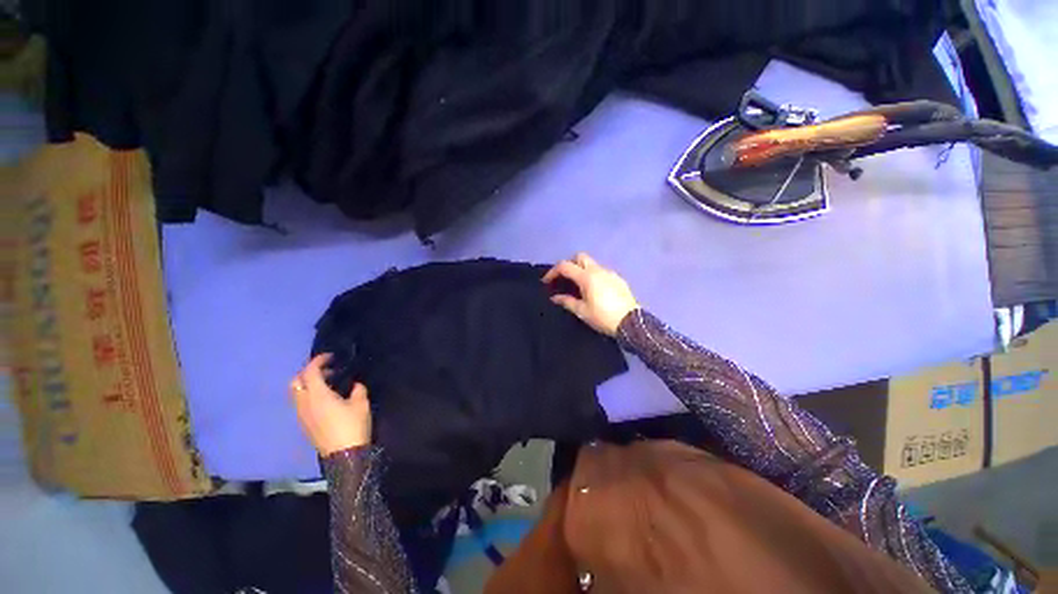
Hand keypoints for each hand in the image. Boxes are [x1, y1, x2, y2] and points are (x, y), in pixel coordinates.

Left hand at [290, 354, 371, 455]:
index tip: (330, 357)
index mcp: (318, 395)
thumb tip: (354, 384)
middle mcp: (304, 403)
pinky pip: (300, 403)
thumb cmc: (353, 426)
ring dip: (307, 384)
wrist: (344, 455)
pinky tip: (325, 399)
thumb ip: (357, 389)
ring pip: (296, 393)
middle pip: (296, 381)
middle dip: (308, 372)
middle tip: (327, 370)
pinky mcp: (304, 424)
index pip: (310, 372)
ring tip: (327, 384)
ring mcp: (302, 415)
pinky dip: (308, 395)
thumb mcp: (361, 404)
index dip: (318, 361)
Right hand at [542, 252, 638, 336]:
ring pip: (592, 263)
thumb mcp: (582, 311)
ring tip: (577, 285)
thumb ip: (567, 301)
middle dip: (569, 264)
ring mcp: (610, 273)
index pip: (565, 266)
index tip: (546, 281)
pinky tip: (593, 289)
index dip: (553, 272)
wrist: (631, 323)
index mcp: (587, 277)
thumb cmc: (603, 317)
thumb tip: (554, 297)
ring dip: (581, 269)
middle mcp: (598, 270)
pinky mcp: (618, 278)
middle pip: (579, 257)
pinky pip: (601, 271)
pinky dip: (593, 275)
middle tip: (563, 278)